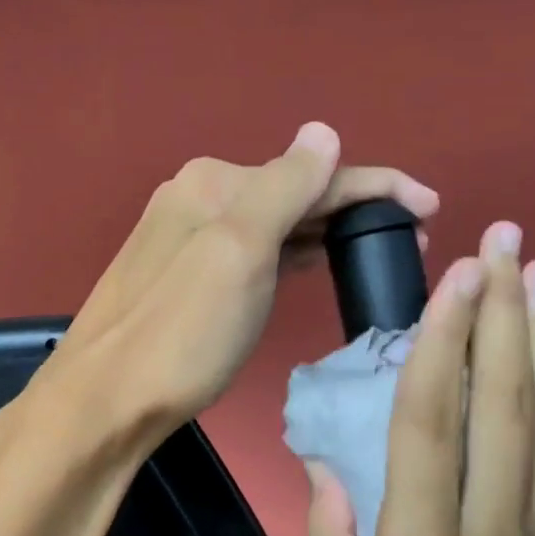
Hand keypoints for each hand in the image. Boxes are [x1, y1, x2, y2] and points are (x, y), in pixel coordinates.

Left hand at [45, 122, 437, 439]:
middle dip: (353, 208)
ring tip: (375, 250)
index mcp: (214, 183)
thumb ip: (283, 188)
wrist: (104, 402)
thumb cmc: (181, 334)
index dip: (376, 186)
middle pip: (292, 193)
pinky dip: (291, 251)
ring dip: (325, 230)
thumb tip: (322, 133)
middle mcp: (197, 198)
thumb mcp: (239, 254)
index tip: (430, 208)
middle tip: (409, 240)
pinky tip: (312, 261)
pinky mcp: (184, 276)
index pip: (311, 172)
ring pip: (273, 222)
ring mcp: (187, 239)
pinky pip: (254, 249)